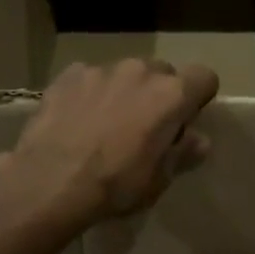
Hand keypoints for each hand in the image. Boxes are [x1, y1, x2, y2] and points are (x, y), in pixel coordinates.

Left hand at [0, 59, 218, 229]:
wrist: (50, 181)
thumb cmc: (115, 185)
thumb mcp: (158, 179)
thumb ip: (182, 153)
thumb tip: (199, 140)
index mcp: (171, 95)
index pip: (205, 77)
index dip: (198, 97)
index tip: (185, 120)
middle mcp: (140, 71)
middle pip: (162, 72)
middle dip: (158, 93)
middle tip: (144, 126)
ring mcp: (102, 69)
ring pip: (124, 73)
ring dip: (123, 91)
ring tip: (105, 123)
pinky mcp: (69, 74)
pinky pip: (89, 78)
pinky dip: (89, 93)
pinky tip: (76, 119)